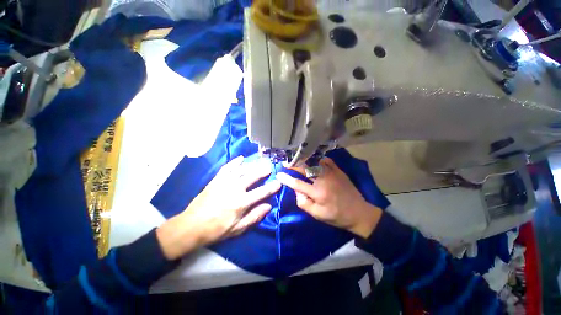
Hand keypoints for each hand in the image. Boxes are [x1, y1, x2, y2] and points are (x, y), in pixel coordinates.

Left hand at [156, 156, 280, 259]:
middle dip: (263, 171)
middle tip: (270, 166)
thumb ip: (254, 216)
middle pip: (252, 176)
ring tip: (259, 161)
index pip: (261, 192)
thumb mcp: (237, 228)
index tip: (279, 182)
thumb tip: (268, 206)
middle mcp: (234, 189)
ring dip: (252, 165)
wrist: (191, 226)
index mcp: (241, 203)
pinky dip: (235, 162)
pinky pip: (227, 168)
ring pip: (241, 170)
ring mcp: (224, 182)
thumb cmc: (216, 230)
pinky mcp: (216, 180)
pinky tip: (241, 158)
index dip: (272, 187)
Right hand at [276, 158, 381, 238]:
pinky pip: (326, 160)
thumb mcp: (317, 215)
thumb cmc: (336, 216)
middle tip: (285, 162)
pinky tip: (313, 158)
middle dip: (293, 164)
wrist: (359, 213)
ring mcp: (332, 173)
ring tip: (296, 158)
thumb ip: (303, 203)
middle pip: (305, 169)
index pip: (297, 184)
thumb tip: (296, 191)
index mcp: (318, 193)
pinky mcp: (338, 171)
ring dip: (304, 159)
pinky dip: (318, 158)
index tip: (278, 174)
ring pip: (315, 162)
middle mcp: (324, 180)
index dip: (286, 179)